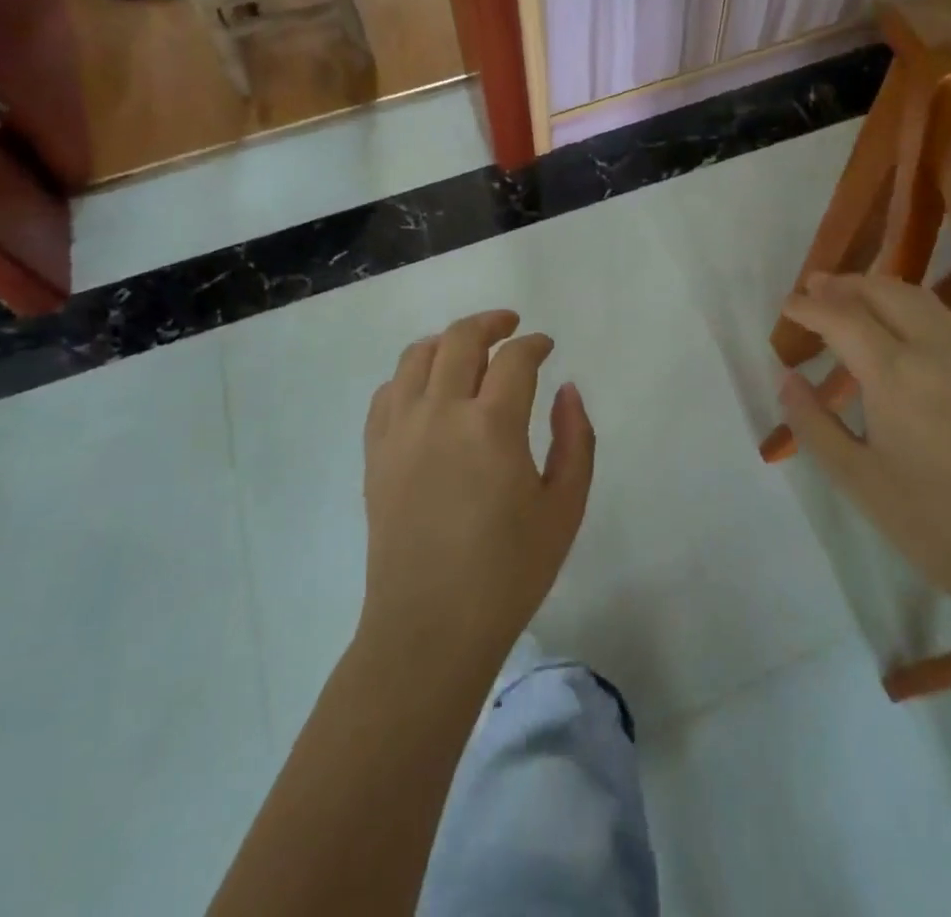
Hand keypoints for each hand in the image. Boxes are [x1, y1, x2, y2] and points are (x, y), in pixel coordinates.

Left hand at [359, 310, 595, 672]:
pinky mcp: (376, 453)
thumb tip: (566, 389)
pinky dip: (410, 376)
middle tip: (509, 325)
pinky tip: (427, 390)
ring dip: (446, 341)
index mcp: (491, 425)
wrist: (430, 628)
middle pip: (460, 340)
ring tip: (467, 348)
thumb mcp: (565, 508)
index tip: (546, 346)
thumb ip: (575, 439)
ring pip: (416, 356)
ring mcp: (401, 430)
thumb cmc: (508, 572)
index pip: (514, 358)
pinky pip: (387, 393)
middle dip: (490, 323)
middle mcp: (440, 413)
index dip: (534, 343)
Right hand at [778, 274, 950, 612]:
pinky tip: (896, 332)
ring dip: (881, 289)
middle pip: (886, 293)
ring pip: (921, 300)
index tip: (787, 304)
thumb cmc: (927, 521)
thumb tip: (786, 378)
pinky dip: (908, 308)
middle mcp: (935, 353)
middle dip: (846, 284)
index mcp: (896, 374)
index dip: (810, 307)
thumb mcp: (854, 477)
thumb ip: (813, 422)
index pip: (843, 319)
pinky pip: (942, 322)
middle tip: (814, 287)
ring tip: (851, 296)